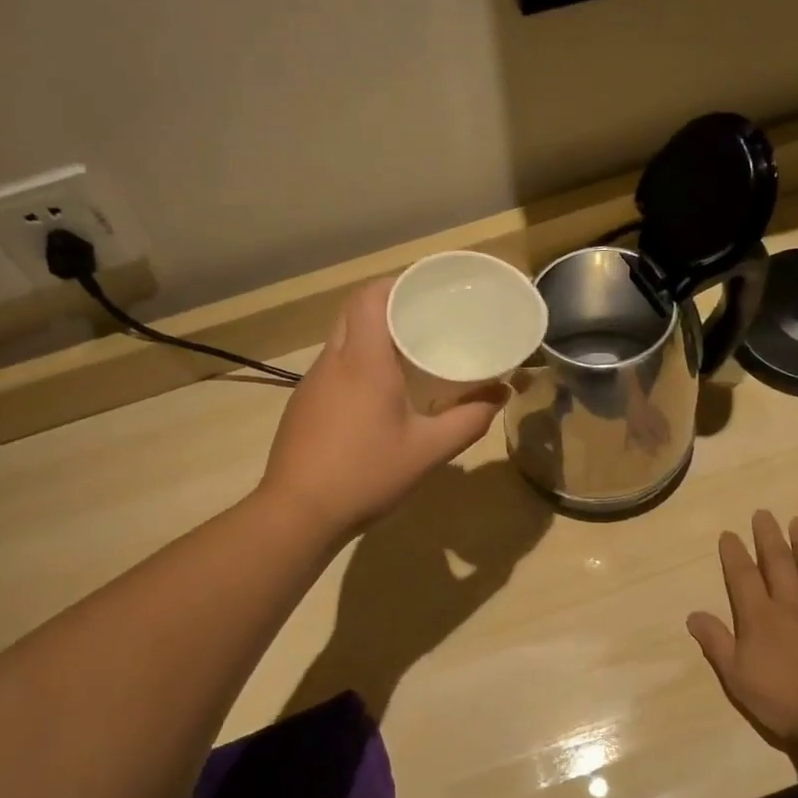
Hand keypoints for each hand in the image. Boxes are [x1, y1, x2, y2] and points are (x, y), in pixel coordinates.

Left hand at [259, 279, 508, 540]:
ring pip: (341, 340)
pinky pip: (332, 368)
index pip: (371, 296)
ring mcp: (311, 384)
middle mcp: (332, 361)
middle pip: (355, 312)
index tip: (427, 291)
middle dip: (388, 308)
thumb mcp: (428, 451)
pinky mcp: (302, 406)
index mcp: (362, 360)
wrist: (298, 514)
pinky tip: (376, 396)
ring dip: (370, 337)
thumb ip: (468, 420)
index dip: (397, 284)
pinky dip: (356, 365)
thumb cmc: (366, 474)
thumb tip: (500, 395)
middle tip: (425, 322)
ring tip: (407, 355)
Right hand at [686, 511, 797, 743]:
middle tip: (763, 513)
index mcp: (759, 616)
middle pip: (778, 562)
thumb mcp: (738, 678)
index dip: (734, 554)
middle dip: (768, 537)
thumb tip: (693, 614)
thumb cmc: (787, 699)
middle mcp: (791, 602)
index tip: (729, 534)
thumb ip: (717, 643)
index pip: (742, 576)